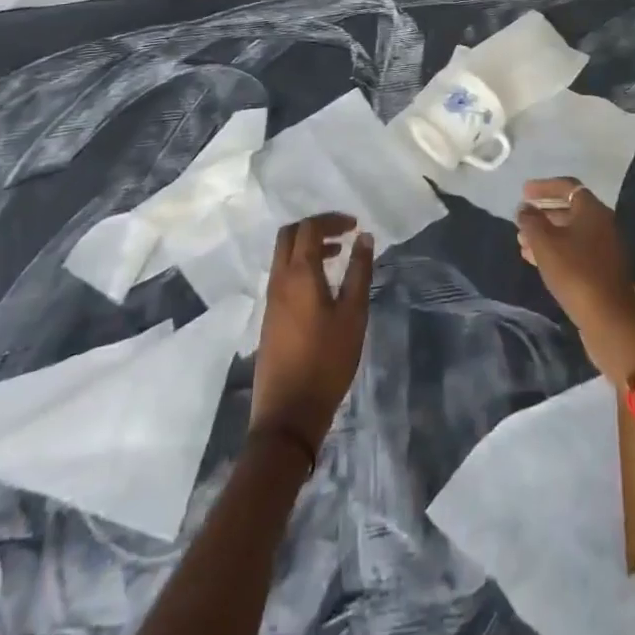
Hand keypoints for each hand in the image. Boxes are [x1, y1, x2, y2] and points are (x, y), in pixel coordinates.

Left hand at [250, 213, 374, 455]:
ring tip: (337, 257)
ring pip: (284, 255)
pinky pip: (283, 275)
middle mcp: (279, 279)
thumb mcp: (353, 315)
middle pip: (290, 235)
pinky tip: (322, 287)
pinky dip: (301, 266)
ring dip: (308, 247)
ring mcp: (271, 299)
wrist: (288, 414)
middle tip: (342, 234)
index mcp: (298, 273)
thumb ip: (359, 272)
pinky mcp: (270, 317)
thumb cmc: (327, 360)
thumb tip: (364, 237)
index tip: (354, 225)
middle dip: (315, 227)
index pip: (309, 228)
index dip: (331, 220)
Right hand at [516, 178, 634, 388]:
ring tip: (522, 241)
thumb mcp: (545, 244)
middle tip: (521, 217)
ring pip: (570, 232)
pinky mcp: (601, 271)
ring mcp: (604, 249)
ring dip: (546, 234)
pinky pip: (574, 251)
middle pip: (569, 209)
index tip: (523, 191)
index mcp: (592, 211)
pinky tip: (535, 260)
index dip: (543, 187)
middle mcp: (602, 225)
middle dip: (543, 212)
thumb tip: (524, 208)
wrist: (611, 321)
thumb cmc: (576, 273)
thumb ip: (531, 221)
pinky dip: (555, 250)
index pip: (567, 186)